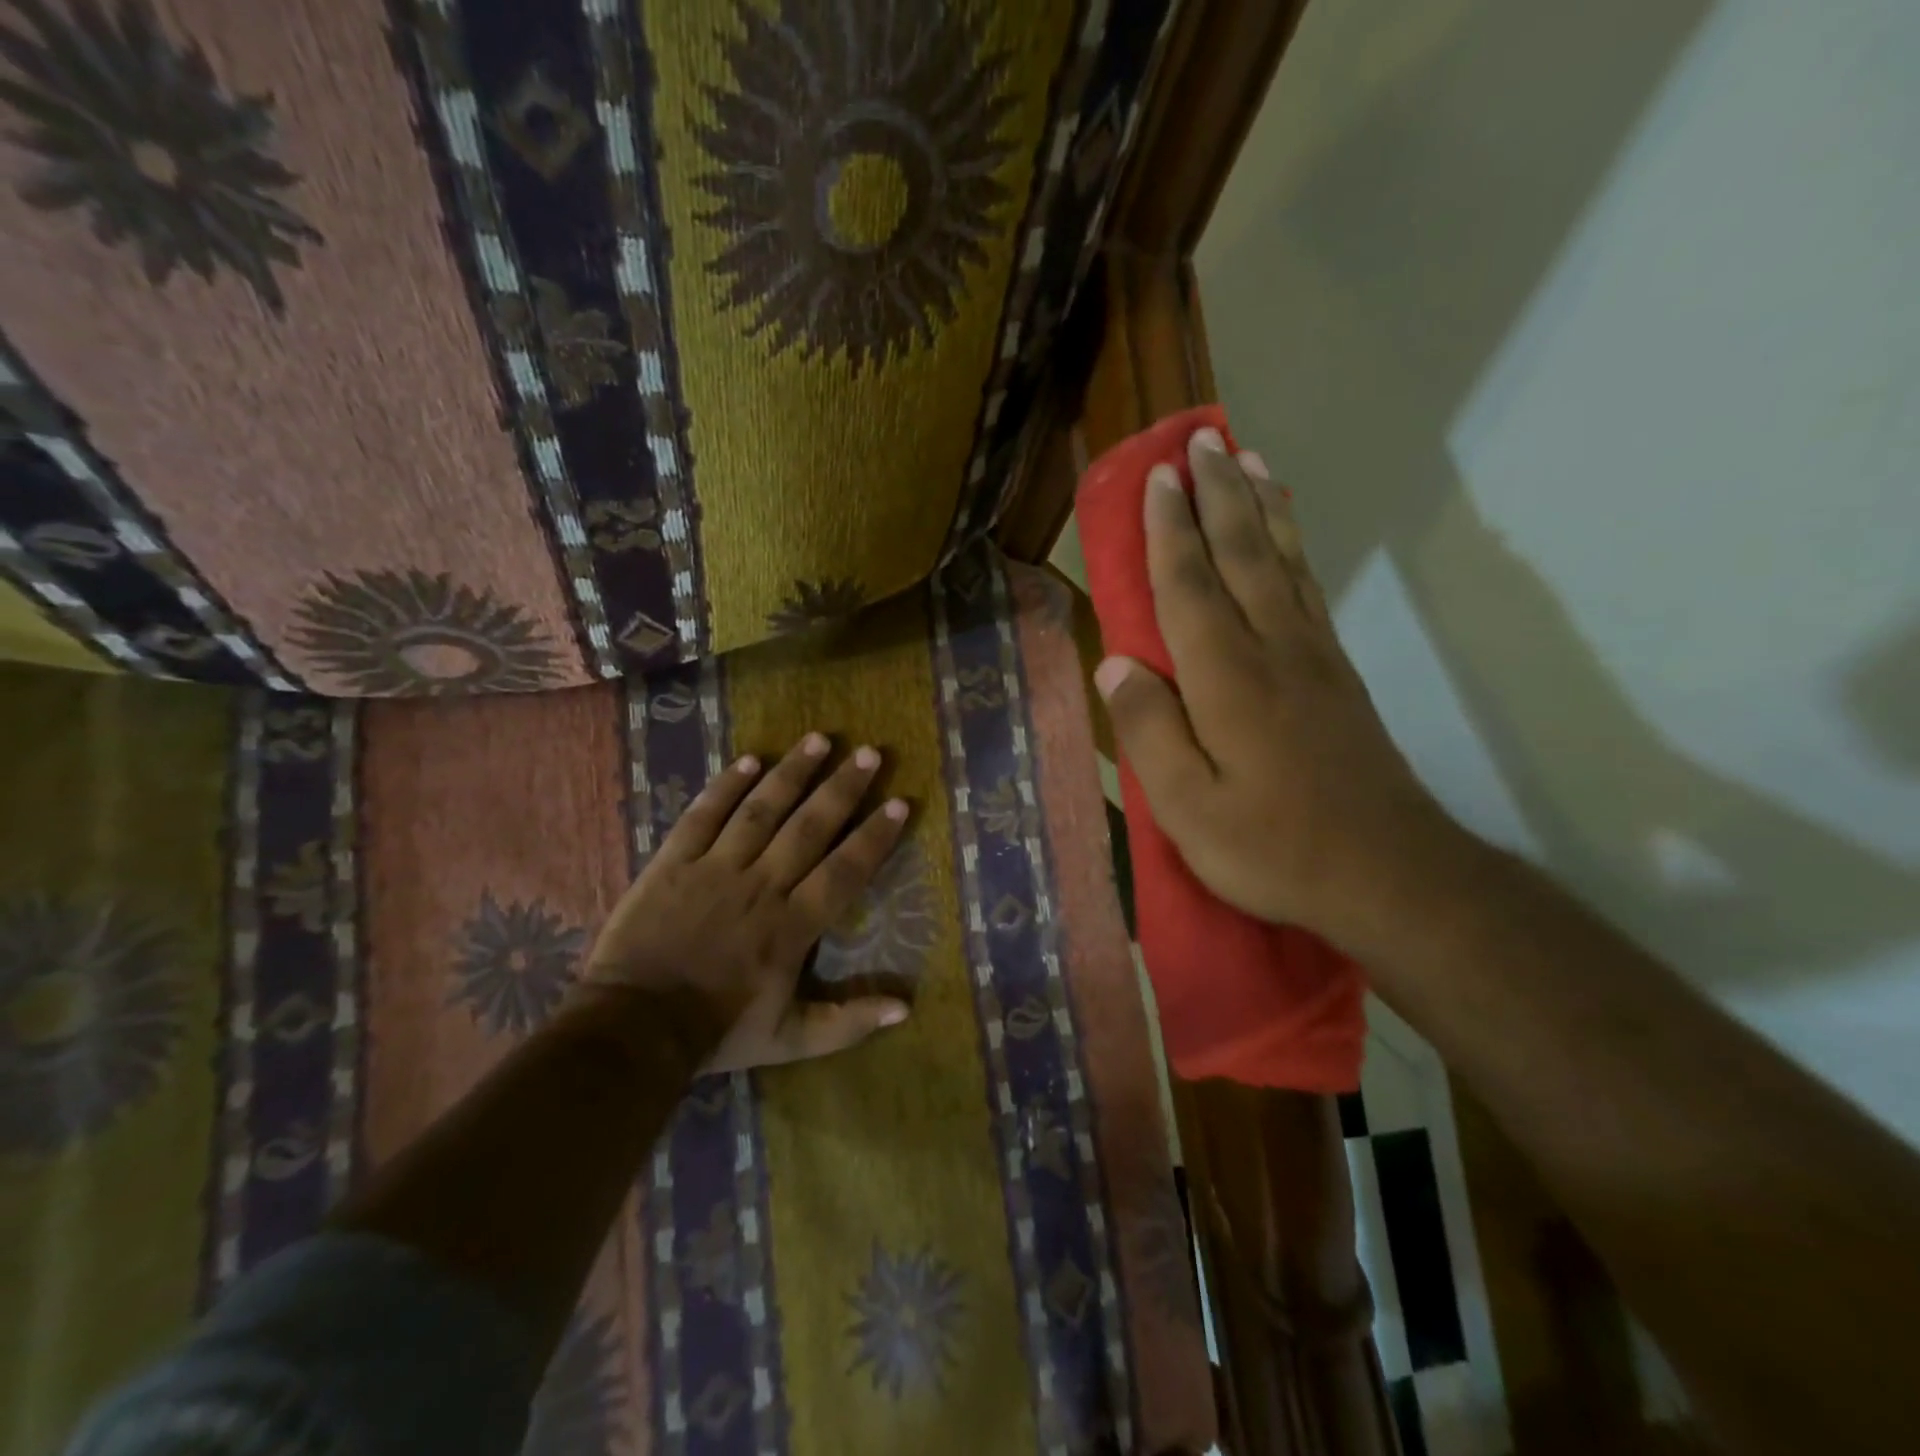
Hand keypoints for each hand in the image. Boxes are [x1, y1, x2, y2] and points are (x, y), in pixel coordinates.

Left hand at [584, 733, 911, 1072]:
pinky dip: (726, 786)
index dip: (874, 837)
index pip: (844, 871)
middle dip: (842, 788)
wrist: (633, 1029)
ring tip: (819, 740)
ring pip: (761, 810)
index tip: (899, 803)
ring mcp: (714, 869)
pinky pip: (704, 815)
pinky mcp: (673, 862)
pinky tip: (750, 760)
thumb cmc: (717, 1032)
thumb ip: (847, 1022)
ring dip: (792, 773)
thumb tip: (905, 1008)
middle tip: (869, 753)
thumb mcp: (790, 1039)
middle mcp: (761, 886)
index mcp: (792, 926)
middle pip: (809, 827)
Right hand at [1092, 427, 1461, 942]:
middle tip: (1199, 441)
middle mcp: (1273, 649)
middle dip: (1216, 494)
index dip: (1168, 531)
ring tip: (1248, 460)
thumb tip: (1115, 665)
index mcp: (1227, 679)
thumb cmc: (1273, 847)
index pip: (1189, 586)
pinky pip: (1310, 589)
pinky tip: (1286, 536)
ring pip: (1282, 561)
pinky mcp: (1338, 675)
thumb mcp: (1188, 809)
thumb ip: (1148, 732)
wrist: (1387, 873)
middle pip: (1241, 554)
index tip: (1156, 478)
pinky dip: (1293, 548)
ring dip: (1260, 507)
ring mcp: (1313, 658)